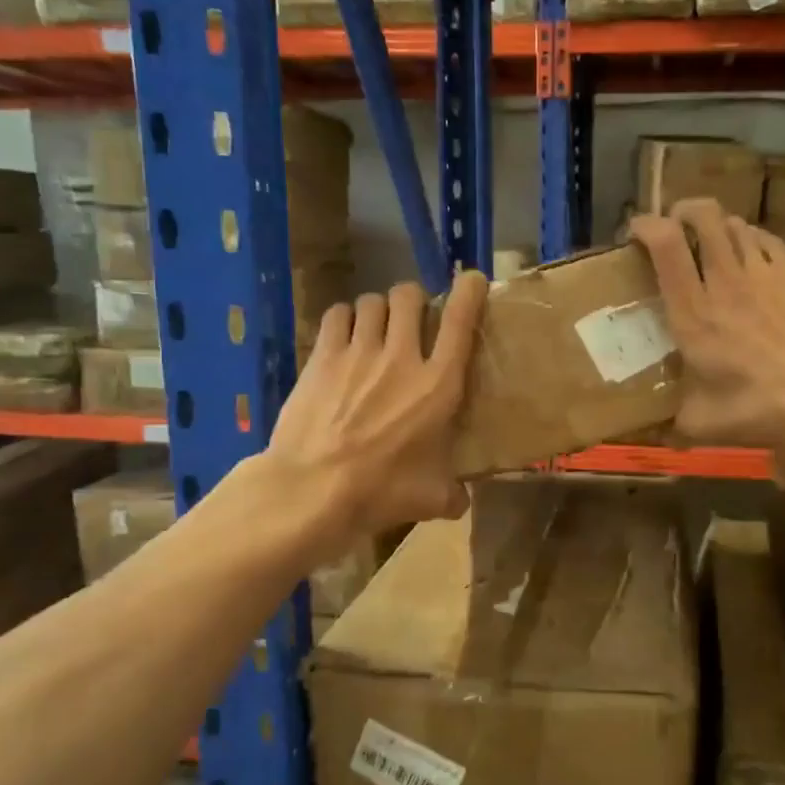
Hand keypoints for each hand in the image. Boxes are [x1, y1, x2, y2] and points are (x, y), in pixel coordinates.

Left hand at [259, 270, 488, 557]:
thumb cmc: (382, 491)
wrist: (314, 489)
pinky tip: (344, 334)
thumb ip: (452, 495)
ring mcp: (358, 353)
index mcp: (439, 385)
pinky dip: (345, 318)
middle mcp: (402, 357)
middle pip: (409, 296)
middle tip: (412, 318)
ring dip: (379, 309)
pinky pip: (337, 315)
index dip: (469, 291)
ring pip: (372, 301)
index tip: (471, 281)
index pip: (461, 320)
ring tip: (376, 326)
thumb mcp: (430, 498)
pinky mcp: (323, 357)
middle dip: (414, 299)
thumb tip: (461, 502)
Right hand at [629, 199, 784, 451]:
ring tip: (714, 241)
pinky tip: (753, 258)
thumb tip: (660, 436)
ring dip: (717, 225)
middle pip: (701, 215)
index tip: (636, 230)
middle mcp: (725, 279)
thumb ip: (678, 423)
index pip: (664, 245)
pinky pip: (766, 239)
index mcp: (694, 311)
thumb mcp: (708, 423)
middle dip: (683, 210)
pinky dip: (751, 239)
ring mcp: (765, 269)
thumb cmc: (765, 405)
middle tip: (676, 225)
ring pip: (735, 223)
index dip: (645, 226)